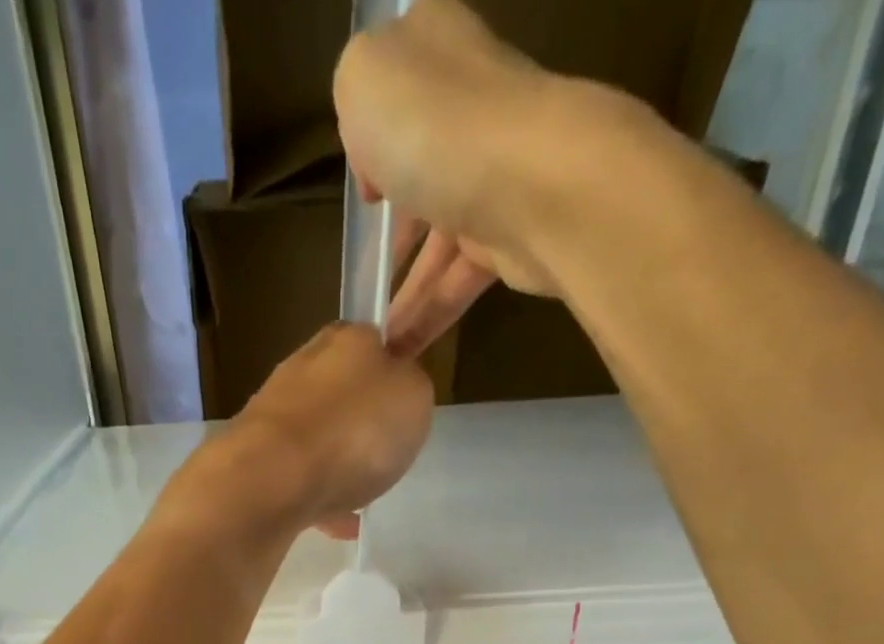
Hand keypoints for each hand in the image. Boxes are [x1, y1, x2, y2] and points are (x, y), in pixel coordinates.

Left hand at [229, 323, 433, 540]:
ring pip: (316, 436)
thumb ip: (411, 388)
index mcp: (345, 339)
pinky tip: (338, 525)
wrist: (273, 479)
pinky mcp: (255, 459)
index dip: (390, 370)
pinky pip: (299, 478)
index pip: (373, 341)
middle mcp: (303, 367)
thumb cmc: (354, 430)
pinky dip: (319, 498)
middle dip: (360, 421)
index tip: (402, 405)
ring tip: (361, 496)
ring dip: (337, 462)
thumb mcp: (414, 397)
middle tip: (383, 454)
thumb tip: (397, 391)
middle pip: (340, 391)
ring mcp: (273, 415)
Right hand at [334, 0, 628, 356]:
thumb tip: (378, 165)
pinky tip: (398, 351)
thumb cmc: (435, 125)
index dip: (369, 136)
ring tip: (371, 340)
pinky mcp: (511, 237)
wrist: (531, 184)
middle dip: (389, 230)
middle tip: (360, 275)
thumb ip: (353, 100)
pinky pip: (457, 282)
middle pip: (418, 171)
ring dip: (402, 293)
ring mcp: (493, 176)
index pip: (397, 87)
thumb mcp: (362, 81)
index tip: (357, 186)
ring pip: (436, 240)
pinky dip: (427, 317)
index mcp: (436, 52)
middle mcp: (469, 109)